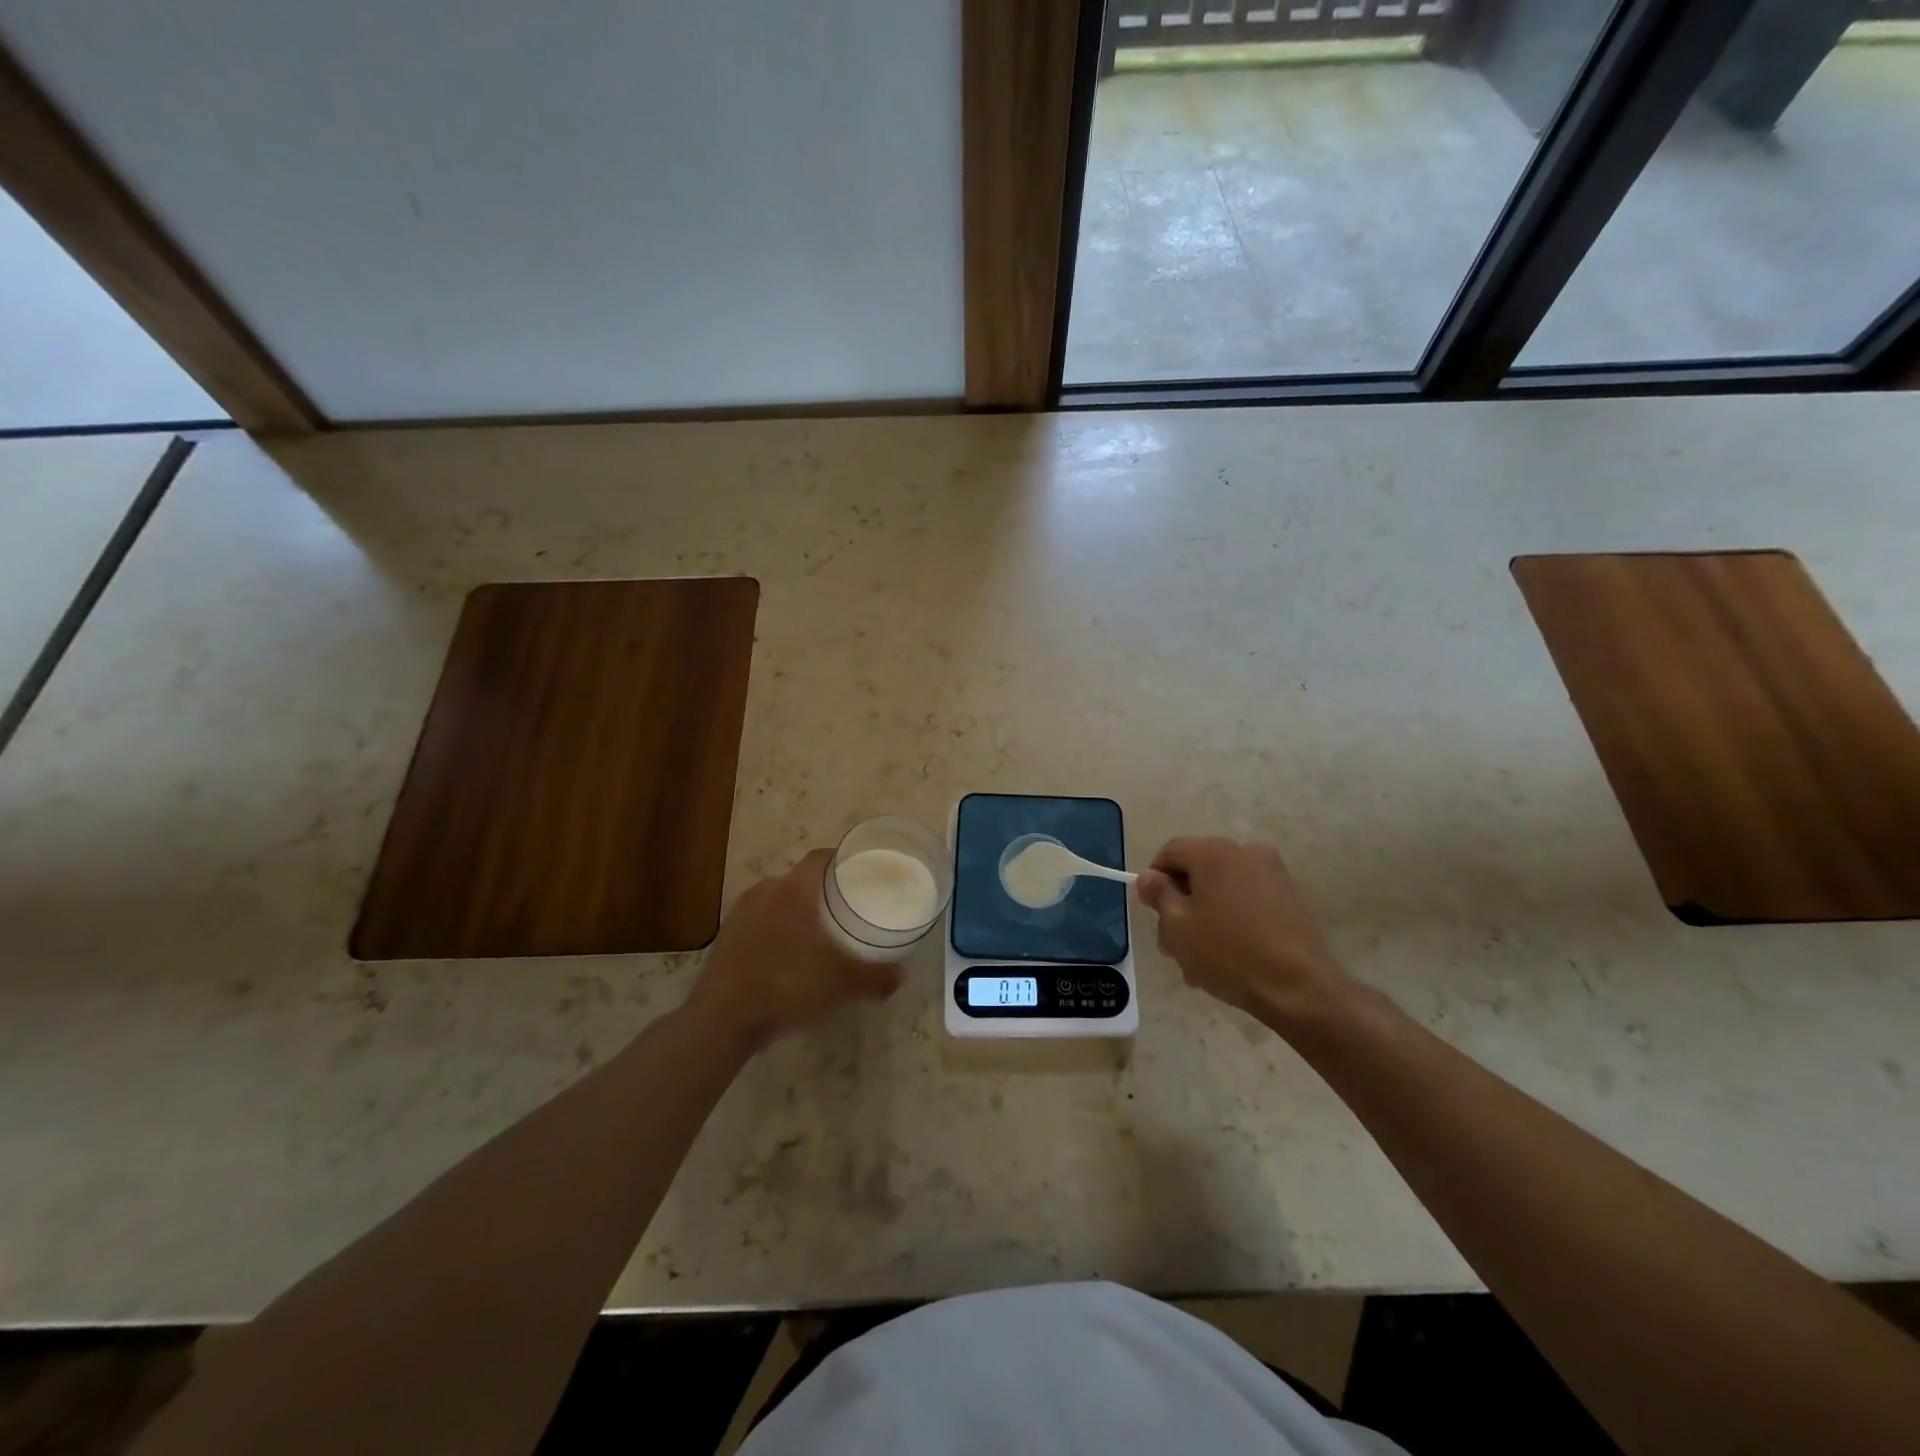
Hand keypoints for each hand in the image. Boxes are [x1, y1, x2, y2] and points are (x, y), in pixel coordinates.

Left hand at [685, 849, 902, 1049]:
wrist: (721, 1019)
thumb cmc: (786, 986)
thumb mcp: (840, 984)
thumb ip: (875, 977)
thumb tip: (902, 975)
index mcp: (794, 889)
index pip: (821, 857)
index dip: (843, 860)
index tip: (862, 872)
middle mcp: (765, 891)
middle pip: (801, 878)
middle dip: (824, 889)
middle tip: (847, 906)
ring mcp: (741, 913)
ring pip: (779, 899)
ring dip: (799, 909)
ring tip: (820, 931)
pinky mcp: (726, 936)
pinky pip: (760, 921)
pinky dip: (778, 929)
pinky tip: (788, 955)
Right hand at [1136, 837, 1347, 1023]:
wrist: (1299, 988)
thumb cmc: (1227, 952)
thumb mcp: (1177, 925)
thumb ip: (1158, 894)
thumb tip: (1149, 877)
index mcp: (1213, 852)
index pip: (1170, 852)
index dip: (1154, 880)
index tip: (1151, 913)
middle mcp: (1245, 852)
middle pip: (1197, 872)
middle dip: (1180, 907)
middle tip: (1171, 948)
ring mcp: (1272, 875)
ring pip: (1222, 891)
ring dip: (1203, 920)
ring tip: (1198, 966)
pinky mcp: (1290, 899)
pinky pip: (1246, 902)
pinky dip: (1231, 923)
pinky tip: (1227, 960)